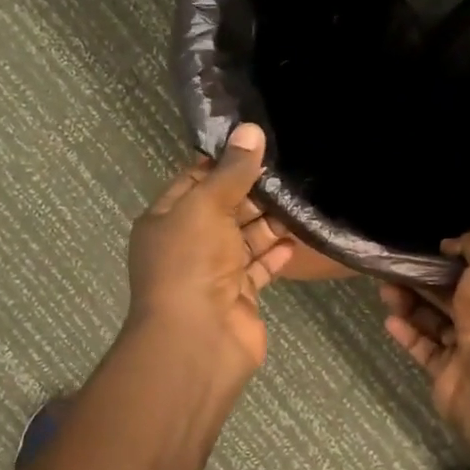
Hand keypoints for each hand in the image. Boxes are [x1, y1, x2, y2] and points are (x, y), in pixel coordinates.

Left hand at [127, 124, 294, 375]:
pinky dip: (276, 253)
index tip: (257, 145)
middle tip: (291, 169)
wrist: (198, 339)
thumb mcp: (206, 205)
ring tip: (303, 197)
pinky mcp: (240, 296)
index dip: (223, 163)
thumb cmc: (191, 262)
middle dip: (253, 191)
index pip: (194, 181)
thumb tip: (250, 130)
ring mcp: (214, 272)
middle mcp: (188, 244)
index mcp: (166, 219)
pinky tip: (299, 236)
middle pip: (224, 209)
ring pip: (245, 238)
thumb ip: (231, 171)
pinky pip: (260, 267)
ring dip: (270, 221)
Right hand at [380, 231, 469, 431]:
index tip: (429, 249)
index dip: (456, 260)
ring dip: (410, 304)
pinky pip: (424, 348)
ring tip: (385, 290)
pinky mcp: (447, 373)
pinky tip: (390, 319)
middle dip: (425, 281)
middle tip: (395, 267)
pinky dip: (408, 333)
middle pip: (454, 297)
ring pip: (435, 321)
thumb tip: (452, 244)